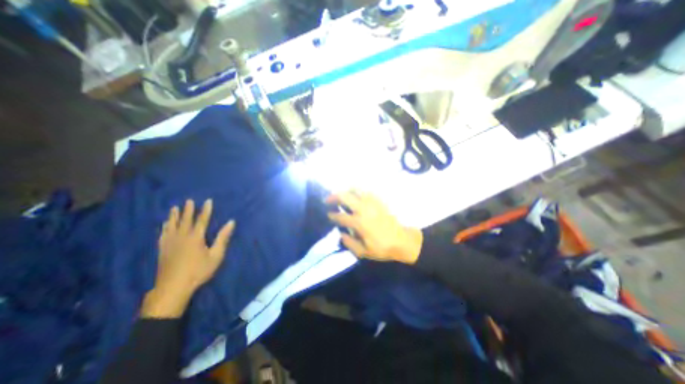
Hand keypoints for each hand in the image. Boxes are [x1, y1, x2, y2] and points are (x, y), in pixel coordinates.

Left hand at [141, 199, 236, 319]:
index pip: (202, 220)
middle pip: (185, 220)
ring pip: (172, 226)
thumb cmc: (199, 270)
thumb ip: (223, 238)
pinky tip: (164, 224)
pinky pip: (163, 235)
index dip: (206, 210)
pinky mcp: (162, 250)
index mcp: (196, 237)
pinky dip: (164, 227)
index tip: (208, 201)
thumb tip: (231, 222)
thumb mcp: (216, 255)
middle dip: (188, 210)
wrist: (173, 288)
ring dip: (174, 216)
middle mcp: (182, 237)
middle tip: (188, 200)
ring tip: (174, 208)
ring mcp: (170, 243)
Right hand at [326, 191, 423, 265]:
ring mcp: (372, 203)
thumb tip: (340, 234)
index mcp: (358, 223)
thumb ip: (349, 243)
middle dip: (333, 197)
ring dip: (346, 191)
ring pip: (356, 190)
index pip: (340, 216)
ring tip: (341, 195)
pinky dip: (358, 191)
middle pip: (345, 197)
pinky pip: (366, 191)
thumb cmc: (382, 248)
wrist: (402, 241)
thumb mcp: (363, 252)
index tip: (329, 215)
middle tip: (328, 200)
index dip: (332, 215)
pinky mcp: (379, 201)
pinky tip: (356, 195)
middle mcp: (363, 209)